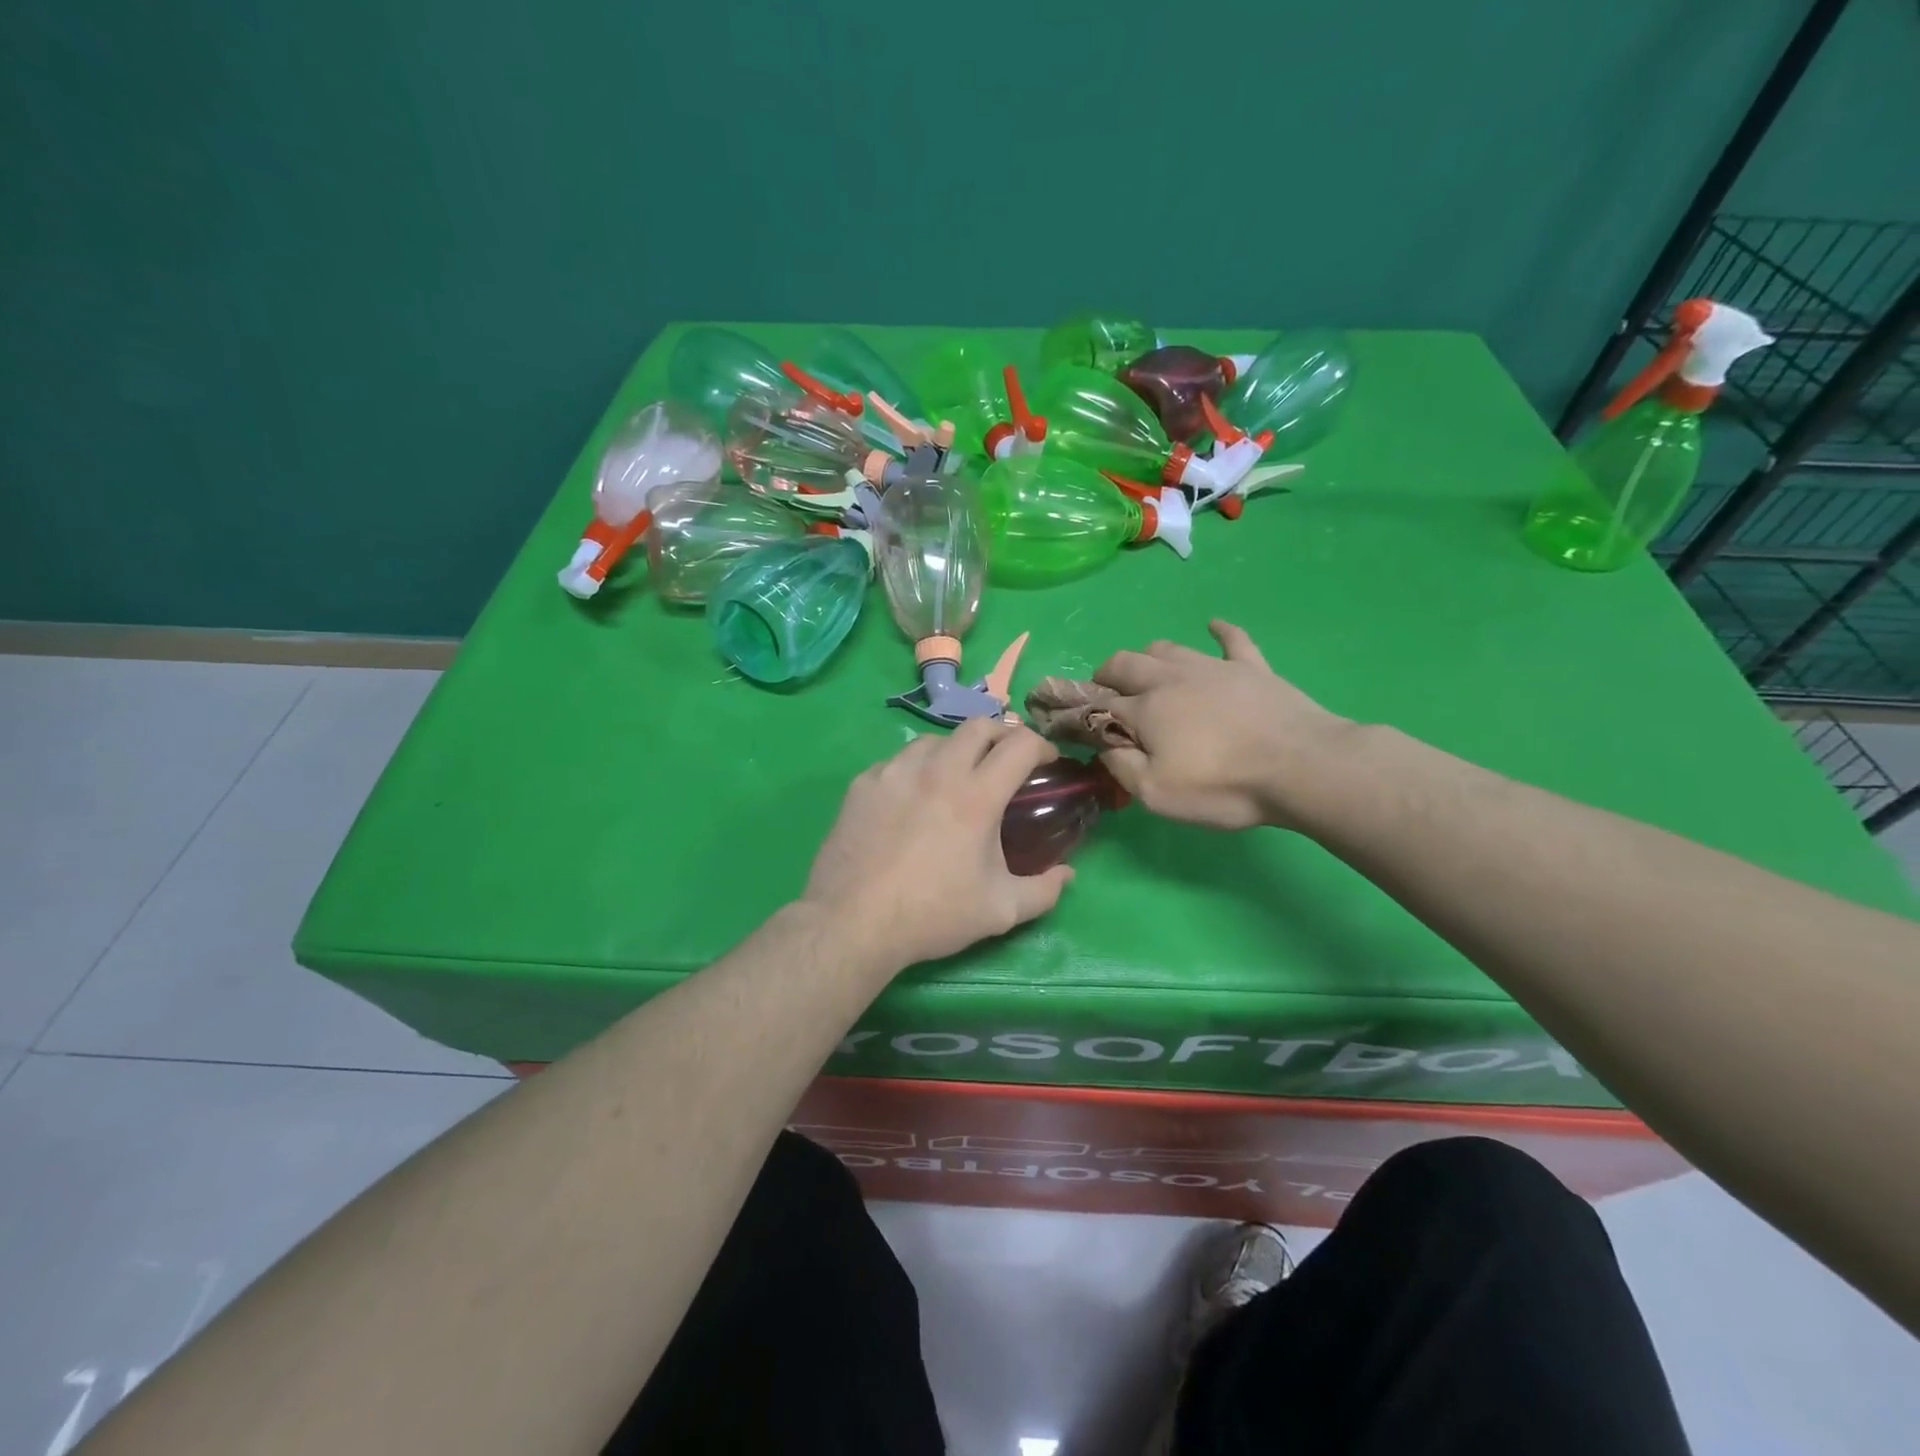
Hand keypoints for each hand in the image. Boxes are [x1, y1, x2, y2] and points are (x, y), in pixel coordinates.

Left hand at [803, 718, 1073, 971]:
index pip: (1020, 743)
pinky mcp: (863, 783)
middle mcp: (936, 770)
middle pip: (978, 725)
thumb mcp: (1000, 911)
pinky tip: (912, 799)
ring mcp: (895, 772)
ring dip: (956, 751)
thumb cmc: (932, 915)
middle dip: (1001, 736)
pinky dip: (916, 770)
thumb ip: (1044, 891)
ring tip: (956, 779)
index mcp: (976, 795)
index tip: (1045, 763)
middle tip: (1005, 763)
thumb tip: (1068, 875)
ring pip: (935, 739)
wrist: (852, 922)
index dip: (1041, 746)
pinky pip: (898, 761)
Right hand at [1092, 620, 1352, 830]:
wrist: (1301, 766)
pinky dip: (1219, 631)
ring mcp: (1214, 667)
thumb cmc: (1223, 786)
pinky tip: (1213, 626)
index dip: (1085, 713)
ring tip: (1147, 673)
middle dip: (1107, 675)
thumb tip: (1102, 744)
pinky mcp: (1252, 667)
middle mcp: (1172, 678)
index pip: (1101, 704)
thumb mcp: (1157, 794)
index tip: (1079, 725)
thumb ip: (1121, 766)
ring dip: (1148, 657)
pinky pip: (1232, 639)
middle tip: (1105, 693)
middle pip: (1126, 663)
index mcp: (1145, 709)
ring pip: (1168, 647)